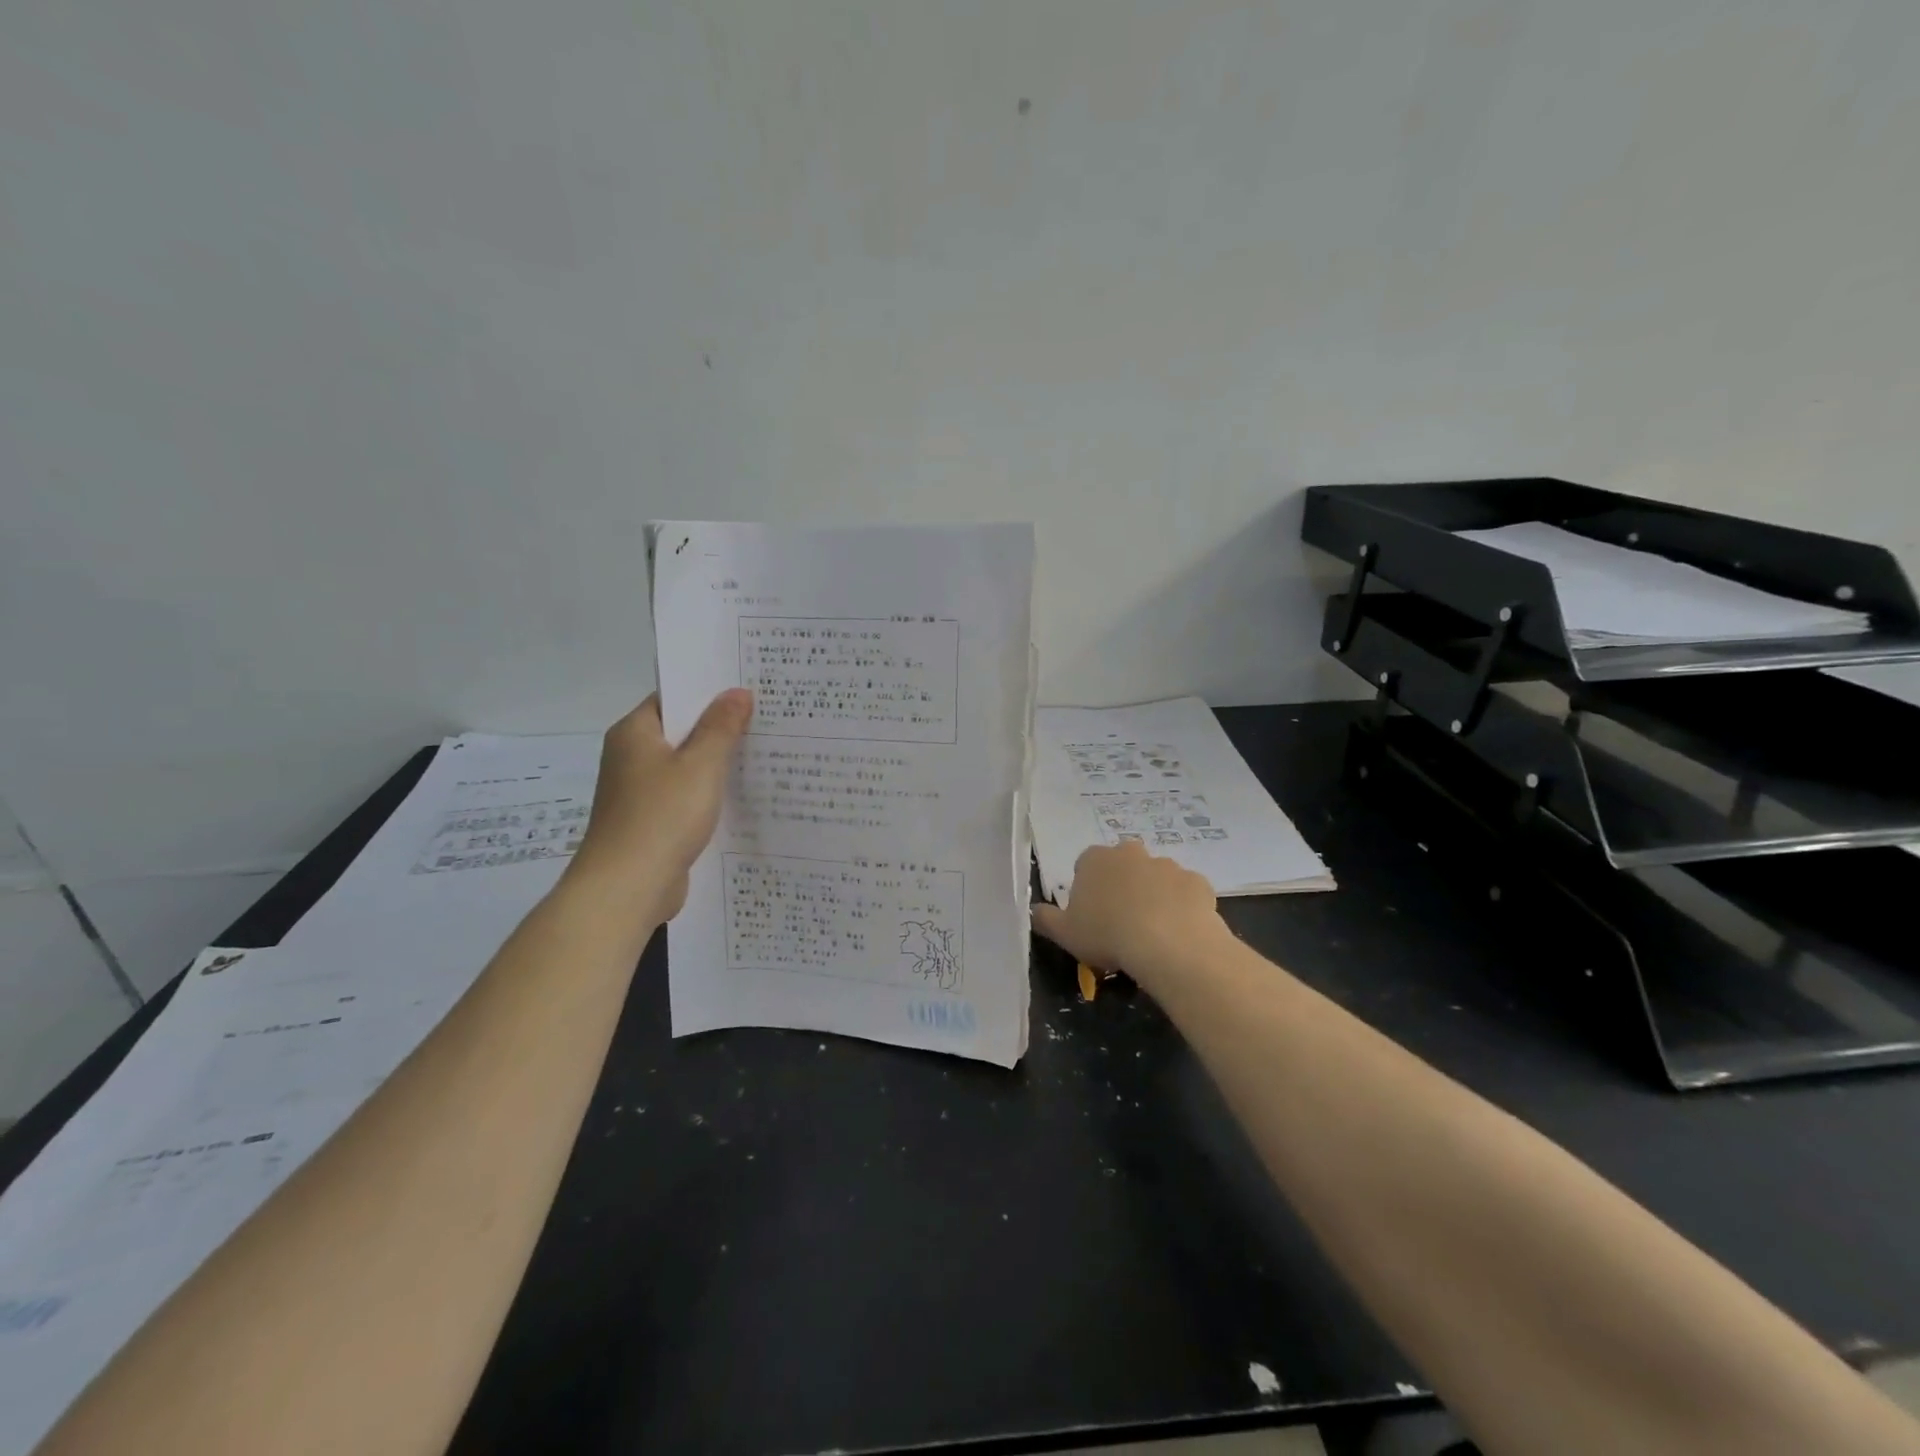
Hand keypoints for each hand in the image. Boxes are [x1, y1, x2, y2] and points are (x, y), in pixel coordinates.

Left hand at [570, 689, 751, 918]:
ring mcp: (639, 792)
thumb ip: (721, 727)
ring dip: (717, 762)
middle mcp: (631, 757)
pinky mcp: (651, 822)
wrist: (627, 889)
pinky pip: (685, 795)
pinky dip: (709, 792)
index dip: (708, 691)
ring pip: (685, 766)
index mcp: (634, 734)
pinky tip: (742, 794)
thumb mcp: (700, 765)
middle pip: (680, 731)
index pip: (672, 698)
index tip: (747, 688)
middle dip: (720, 726)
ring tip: (763, 751)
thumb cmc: (661, 816)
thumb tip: (737, 691)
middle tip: (766, 716)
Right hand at [1031, 840, 1228, 984]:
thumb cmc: (1107, 934)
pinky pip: (1185, 893)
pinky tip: (1179, 932)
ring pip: (1156, 878)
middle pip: (1123, 866)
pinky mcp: (1196, 881)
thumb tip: (1033, 910)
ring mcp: (1167, 865)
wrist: (1168, 944)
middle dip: (1123, 886)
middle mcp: (1130, 852)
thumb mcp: (1064, 933)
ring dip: (1153, 896)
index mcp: (1095, 859)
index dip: (1088, 891)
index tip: (1091, 916)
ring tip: (1153, 932)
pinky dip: (1182, 907)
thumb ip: (1045, 918)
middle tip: (1122, 921)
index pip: (1085, 866)